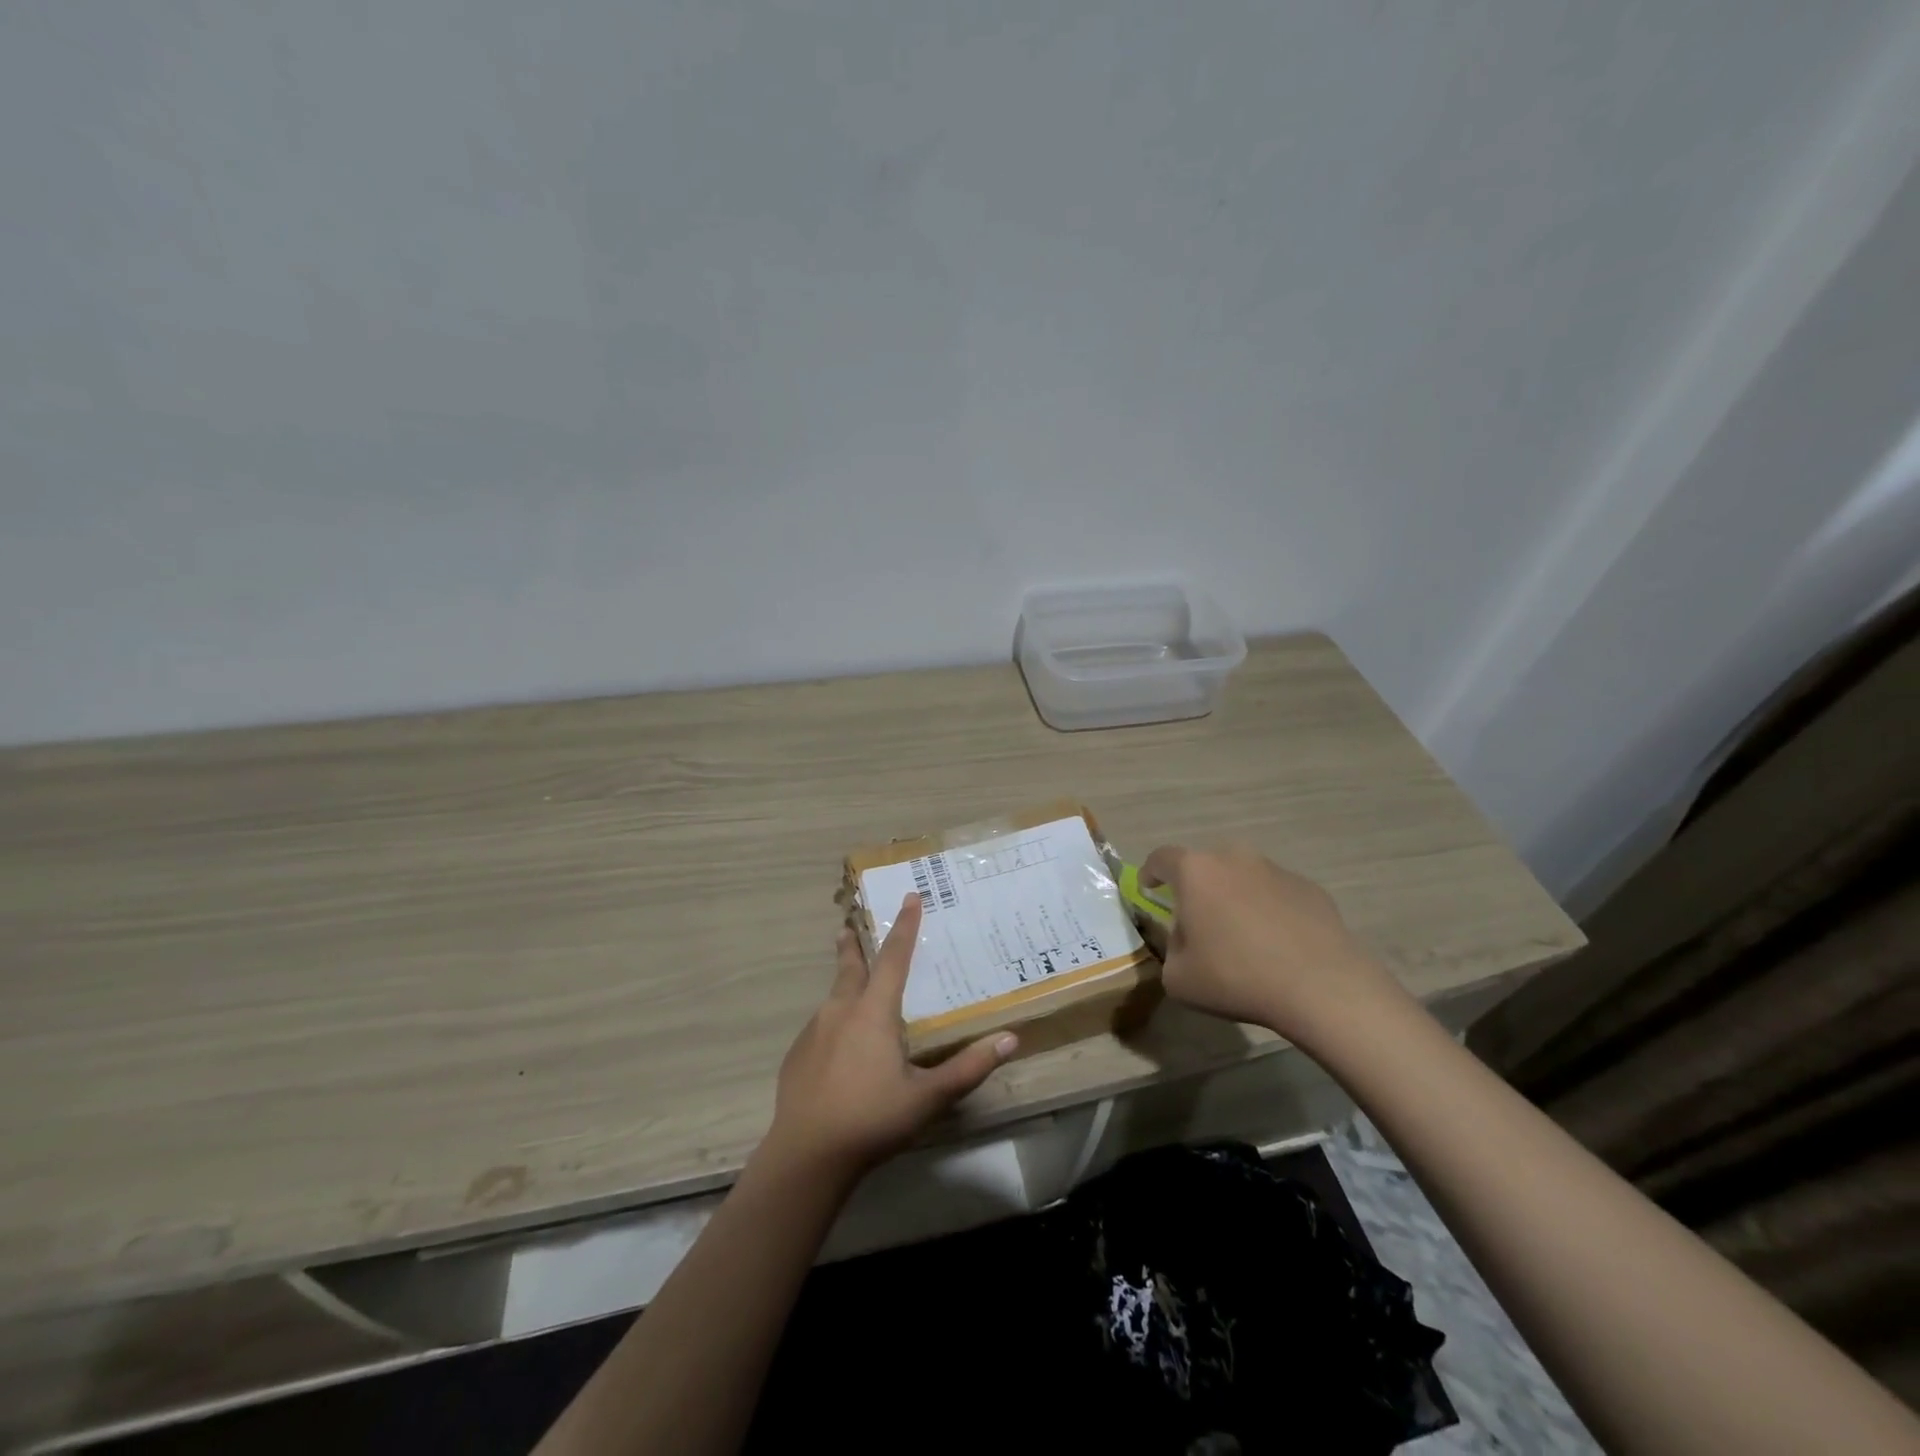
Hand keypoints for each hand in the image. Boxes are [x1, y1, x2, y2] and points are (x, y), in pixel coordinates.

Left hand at [763, 894, 1016, 1180]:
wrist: (807, 1155)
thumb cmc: (873, 1119)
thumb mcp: (928, 1097)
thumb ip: (969, 1068)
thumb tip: (1010, 1039)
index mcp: (874, 1012)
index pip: (894, 957)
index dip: (904, 926)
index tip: (909, 897)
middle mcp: (841, 1011)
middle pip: (850, 967)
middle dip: (854, 945)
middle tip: (850, 925)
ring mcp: (814, 1031)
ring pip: (833, 997)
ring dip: (843, 983)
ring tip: (851, 985)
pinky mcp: (797, 1055)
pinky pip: (820, 1026)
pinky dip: (833, 1022)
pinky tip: (837, 1046)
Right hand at [1140, 844, 1405, 1045]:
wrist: (1321, 986)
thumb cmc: (1236, 977)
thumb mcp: (1178, 977)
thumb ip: (1169, 949)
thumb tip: (1184, 938)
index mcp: (1195, 871)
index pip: (1161, 858)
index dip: (1150, 873)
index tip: (1149, 890)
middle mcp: (1234, 858)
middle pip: (1205, 866)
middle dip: (1197, 889)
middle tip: (1198, 922)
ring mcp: (1276, 870)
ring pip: (1243, 878)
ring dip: (1235, 898)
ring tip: (1242, 937)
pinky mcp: (1310, 888)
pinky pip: (1277, 894)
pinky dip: (1269, 910)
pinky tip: (1277, 944)